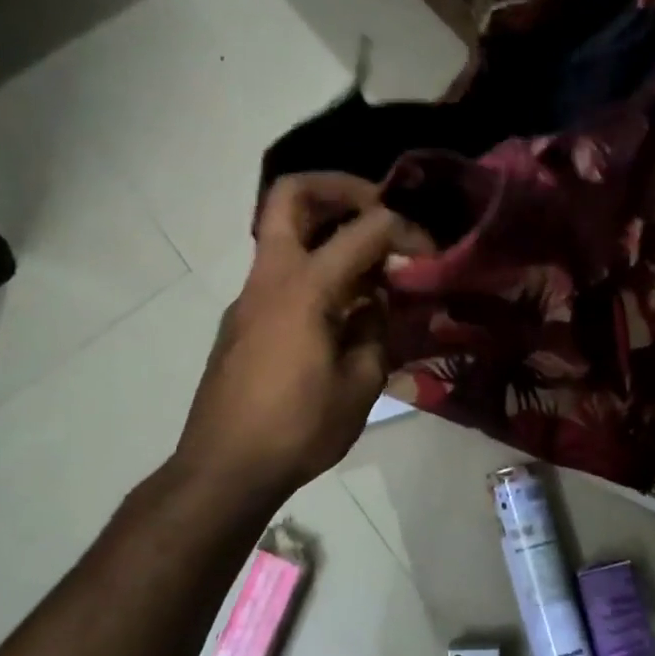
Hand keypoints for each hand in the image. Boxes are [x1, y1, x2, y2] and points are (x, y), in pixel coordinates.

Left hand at [176, 173, 427, 505]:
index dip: (406, 229)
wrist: (224, 467)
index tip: (430, 251)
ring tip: (369, 262)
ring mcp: (249, 296)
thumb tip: (376, 303)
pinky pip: (280, 270)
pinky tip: (341, 307)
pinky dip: (314, 266)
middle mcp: (271, 277)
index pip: (365, 230)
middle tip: (378, 208)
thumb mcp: (360, 385)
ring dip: (327, 228)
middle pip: (292, 194)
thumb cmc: (297, 428)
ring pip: (283, 231)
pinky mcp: (242, 319)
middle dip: (340, 188)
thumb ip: (375, 332)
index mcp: (305, 288)